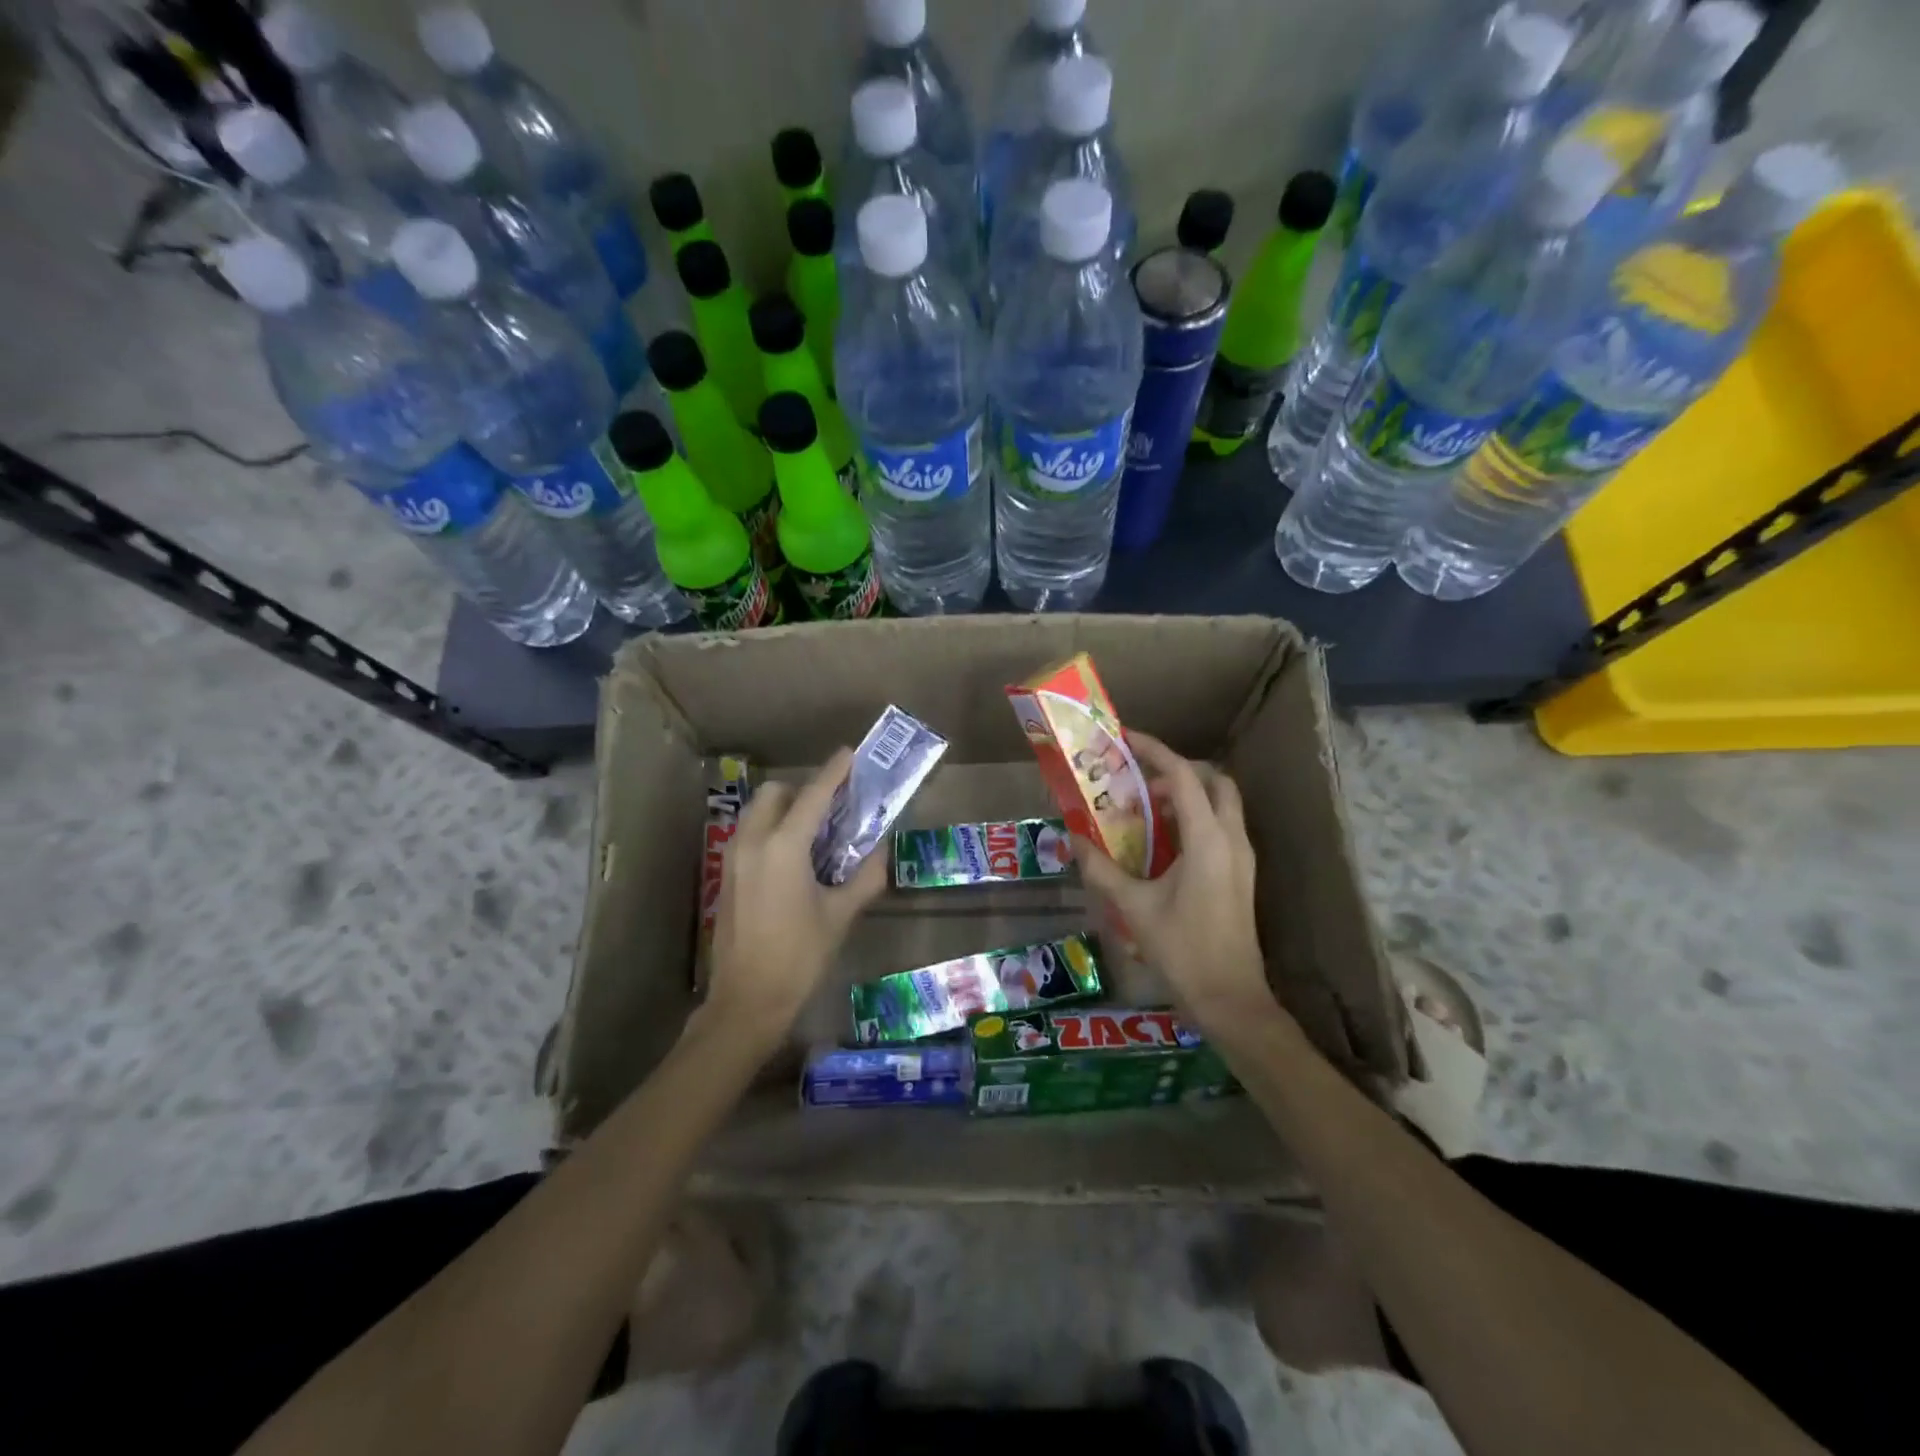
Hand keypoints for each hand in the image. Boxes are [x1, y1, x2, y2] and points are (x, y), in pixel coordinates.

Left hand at [705, 749, 886, 1048]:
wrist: (747, 1001)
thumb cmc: (799, 957)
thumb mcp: (840, 916)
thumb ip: (864, 877)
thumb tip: (880, 853)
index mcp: (783, 847)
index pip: (813, 796)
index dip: (834, 772)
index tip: (849, 753)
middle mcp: (753, 843)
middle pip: (775, 794)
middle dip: (803, 790)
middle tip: (833, 807)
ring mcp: (733, 859)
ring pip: (757, 812)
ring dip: (784, 808)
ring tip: (814, 831)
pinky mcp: (725, 876)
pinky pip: (749, 834)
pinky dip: (771, 829)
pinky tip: (793, 858)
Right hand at [1072, 732, 1275, 1033]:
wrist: (1232, 999)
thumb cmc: (1183, 950)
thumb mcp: (1134, 907)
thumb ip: (1102, 869)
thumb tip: (1073, 839)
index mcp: (1208, 840)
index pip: (1184, 776)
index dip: (1155, 751)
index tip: (1126, 738)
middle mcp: (1232, 839)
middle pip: (1214, 780)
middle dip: (1178, 768)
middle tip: (1140, 777)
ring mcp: (1243, 857)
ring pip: (1222, 802)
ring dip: (1188, 793)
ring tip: (1146, 806)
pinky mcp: (1242, 874)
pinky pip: (1221, 826)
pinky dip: (1195, 816)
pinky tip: (1164, 840)